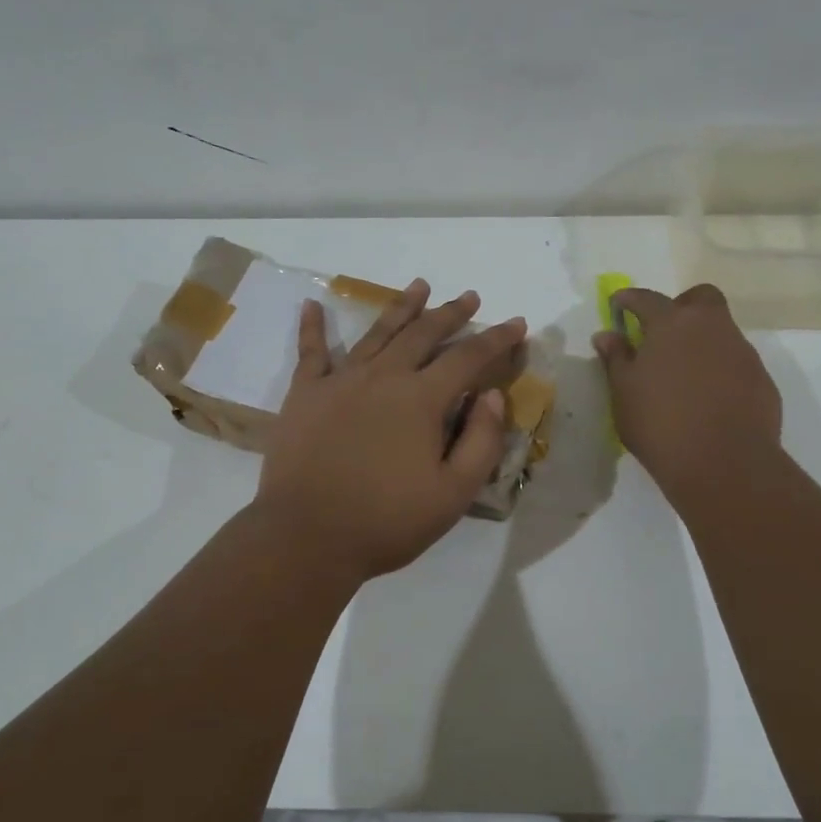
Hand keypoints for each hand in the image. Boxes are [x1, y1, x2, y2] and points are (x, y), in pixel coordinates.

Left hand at [255, 279, 526, 581]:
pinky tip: (312, 304)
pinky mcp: (305, 394)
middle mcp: (383, 377)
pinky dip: (312, 326)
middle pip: (423, 334)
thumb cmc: (386, 521)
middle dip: (450, 313)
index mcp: (421, 399)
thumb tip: (491, 394)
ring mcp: (340, 381)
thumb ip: (481, 441)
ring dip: (401, 307)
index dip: (496, 339)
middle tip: (468, 297)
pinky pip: (310, 352)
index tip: (516, 323)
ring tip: (419, 286)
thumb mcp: (452, 494)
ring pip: (377, 333)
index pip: (468, 358)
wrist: (307, 536)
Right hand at [592, 284, 784, 505]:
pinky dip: (719, 369)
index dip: (629, 299)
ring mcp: (741, 351)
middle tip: (662, 334)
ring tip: (682, 374)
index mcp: (672, 324)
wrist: (724, 463)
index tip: (618, 304)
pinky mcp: (761, 378)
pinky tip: (707, 398)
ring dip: (701, 341)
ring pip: (721, 330)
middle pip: (700, 298)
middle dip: (680, 306)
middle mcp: (711, 327)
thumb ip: (616, 358)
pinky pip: (735, 361)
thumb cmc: (660, 423)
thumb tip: (607, 335)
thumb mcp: (624, 392)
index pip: (646, 298)